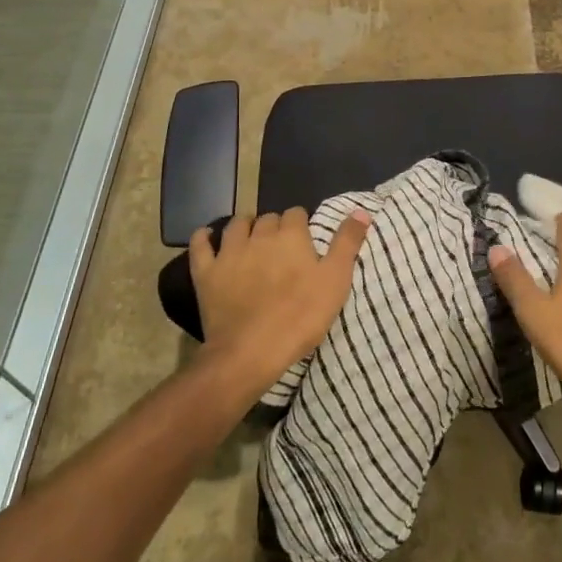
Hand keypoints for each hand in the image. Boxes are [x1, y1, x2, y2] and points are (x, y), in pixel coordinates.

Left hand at [189, 208, 371, 393]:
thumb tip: (361, 211)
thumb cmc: (301, 316)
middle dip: (275, 227)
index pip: (296, 214)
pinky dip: (204, 237)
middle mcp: (259, 235)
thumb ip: (347, 243)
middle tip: (282, 248)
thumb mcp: (336, 280)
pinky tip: (207, 237)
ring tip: (251, 239)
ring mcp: (229, 252)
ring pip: (236, 225)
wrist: (252, 351)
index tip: (305, 241)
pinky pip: (200, 245)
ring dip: (244, 227)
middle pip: (268, 219)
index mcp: (291, 235)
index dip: (301, 225)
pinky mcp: (206, 273)